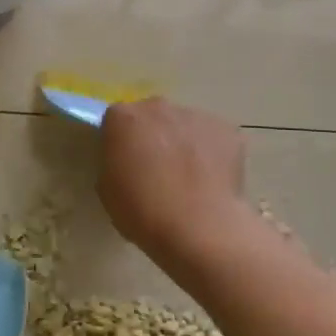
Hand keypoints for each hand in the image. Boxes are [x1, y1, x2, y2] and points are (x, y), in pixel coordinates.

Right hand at [98, 98, 250, 264]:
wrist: (198, 227)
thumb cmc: (143, 211)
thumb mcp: (108, 189)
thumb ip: (115, 162)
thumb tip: (130, 160)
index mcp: (123, 118)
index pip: (117, 121)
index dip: (122, 142)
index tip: (126, 164)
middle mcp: (159, 107)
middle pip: (153, 116)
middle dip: (153, 136)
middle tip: (157, 170)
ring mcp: (196, 116)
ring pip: (185, 126)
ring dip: (183, 144)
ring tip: (189, 179)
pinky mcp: (227, 130)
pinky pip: (213, 138)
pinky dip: (211, 153)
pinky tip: (211, 181)